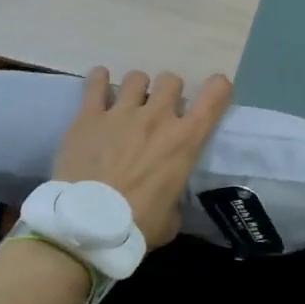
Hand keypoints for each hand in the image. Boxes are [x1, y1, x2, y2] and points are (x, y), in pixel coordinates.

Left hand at [52, 68, 233, 247]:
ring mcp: (122, 113)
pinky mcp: (89, 116)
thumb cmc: (136, 226)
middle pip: (171, 80)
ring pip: (137, 77)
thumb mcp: (171, 218)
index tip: (214, 94)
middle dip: (169, 92)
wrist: (86, 226)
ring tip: (129, 103)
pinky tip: (100, 85)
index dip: (218, 89)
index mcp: (185, 140)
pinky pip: (96, 83)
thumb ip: (174, 199)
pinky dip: (99, 81)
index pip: (215, 95)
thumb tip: (168, 200)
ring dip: (137, 88)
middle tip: (161, 111)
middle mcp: (157, 117)